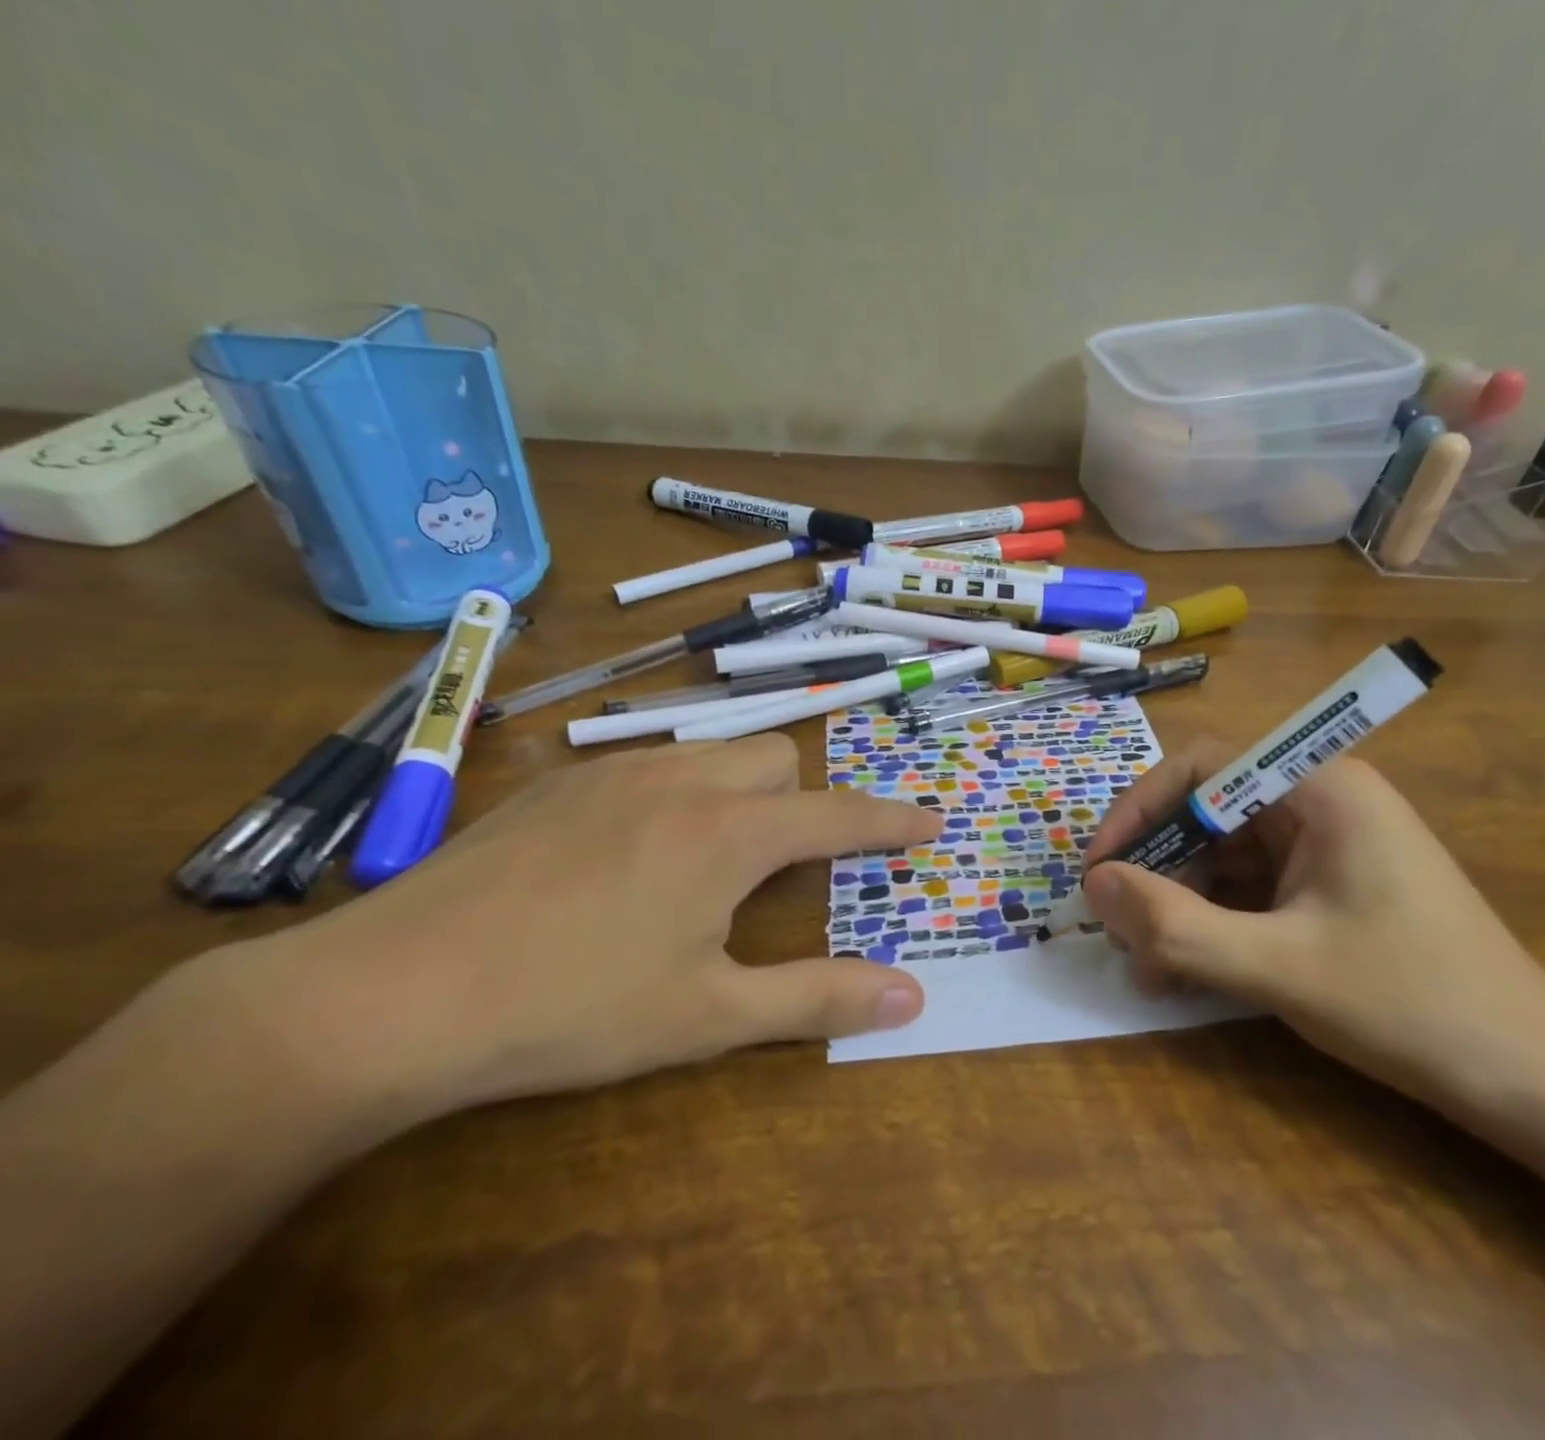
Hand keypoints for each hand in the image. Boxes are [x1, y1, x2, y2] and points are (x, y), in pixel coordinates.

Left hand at [263, 736, 938, 1118]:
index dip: (890, 820)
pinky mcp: (557, 784)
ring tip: (710, 857)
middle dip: (801, 800)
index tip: (929, 821)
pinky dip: (675, 791)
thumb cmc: (572, 1009)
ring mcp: (612, 772)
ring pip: (712, 751)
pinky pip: (648, 763)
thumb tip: (910, 998)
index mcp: (728, 832)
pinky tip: (629, 853)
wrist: (391, 995)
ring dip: (739, 790)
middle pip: (777, 758)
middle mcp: (680, 779)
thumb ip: (817, 998)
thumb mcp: (709, 1017)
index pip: (838, 814)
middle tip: (783, 864)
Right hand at [1080, 745, 1544, 1107]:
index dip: (1139, 810)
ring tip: (1150, 968)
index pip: (1202, 767)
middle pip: (1208, 813)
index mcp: (1319, 788)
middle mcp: (1321, 801)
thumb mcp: (1276, 967)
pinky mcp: (1329, 885)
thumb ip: (1175, 925)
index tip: (1100, 868)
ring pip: (1224, 856)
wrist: (1535, 1079)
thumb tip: (1094, 885)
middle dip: (1156, 871)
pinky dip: (1213, 922)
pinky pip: (1250, 887)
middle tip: (1118, 929)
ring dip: (1179, 905)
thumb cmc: (1410, 1005)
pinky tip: (1188, 970)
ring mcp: (1327, 845)